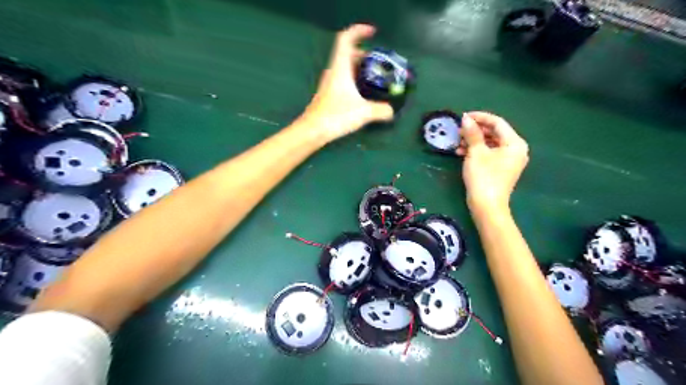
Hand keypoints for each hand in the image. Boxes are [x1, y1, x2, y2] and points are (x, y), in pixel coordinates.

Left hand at [301, 24, 393, 144]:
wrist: (313, 130)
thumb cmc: (336, 116)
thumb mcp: (363, 113)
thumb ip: (380, 111)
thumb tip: (391, 112)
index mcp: (340, 68)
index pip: (346, 39)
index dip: (359, 31)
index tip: (373, 33)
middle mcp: (333, 72)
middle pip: (347, 53)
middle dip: (364, 53)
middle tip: (378, 62)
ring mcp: (329, 83)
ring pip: (345, 67)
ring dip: (359, 67)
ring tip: (374, 76)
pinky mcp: (328, 94)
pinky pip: (343, 79)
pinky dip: (354, 79)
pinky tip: (362, 93)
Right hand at [454, 112, 528, 214]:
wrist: (486, 205)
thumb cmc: (483, 177)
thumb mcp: (476, 152)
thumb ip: (472, 133)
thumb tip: (466, 118)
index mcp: (515, 143)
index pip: (497, 123)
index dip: (480, 117)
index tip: (463, 116)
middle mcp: (515, 150)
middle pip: (494, 133)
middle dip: (475, 130)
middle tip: (459, 130)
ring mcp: (509, 160)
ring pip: (490, 143)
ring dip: (474, 141)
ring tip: (458, 143)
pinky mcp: (501, 169)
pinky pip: (489, 153)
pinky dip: (477, 151)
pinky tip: (462, 152)